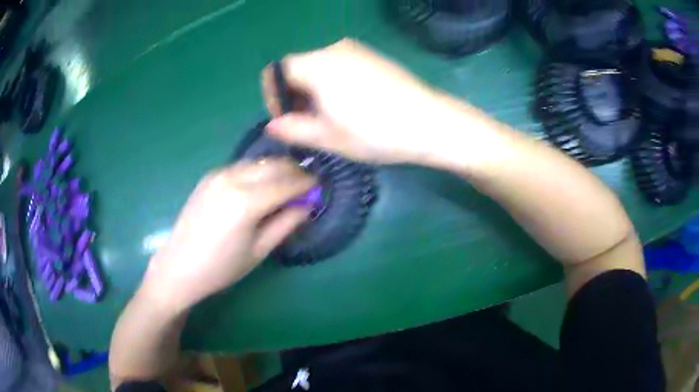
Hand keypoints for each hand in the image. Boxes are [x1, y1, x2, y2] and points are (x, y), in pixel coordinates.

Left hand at [141, 159, 315, 311]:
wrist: (179, 266)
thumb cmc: (222, 268)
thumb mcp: (259, 250)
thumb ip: (286, 223)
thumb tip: (308, 204)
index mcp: (246, 202)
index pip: (287, 183)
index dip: (306, 183)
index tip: (319, 186)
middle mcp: (232, 179)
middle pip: (273, 165)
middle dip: (293, 172)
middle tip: (305, 185)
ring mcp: (218, 174)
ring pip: (257, 162)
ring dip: (276, 169)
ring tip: (285, 185)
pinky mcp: (209, 176)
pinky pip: (241, 166)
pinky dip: (257, 171)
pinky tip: (259, 186)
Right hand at [262, 39, 450, 163]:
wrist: (430, 122)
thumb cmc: (376, 132)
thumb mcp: (329, 137)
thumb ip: (294, 129)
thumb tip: (271, 126)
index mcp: (318, 65)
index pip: (277, 71)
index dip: (273, 95)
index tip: (285, 119)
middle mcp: (333, 49)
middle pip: (298, 67)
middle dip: (294, 94)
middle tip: (308, 123)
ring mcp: (356, 49)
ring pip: (319, 66)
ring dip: (314, 89)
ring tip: (330, 118)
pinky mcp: (372, 56)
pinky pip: (339, 64)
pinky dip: (332, 82)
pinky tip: (351, 104)